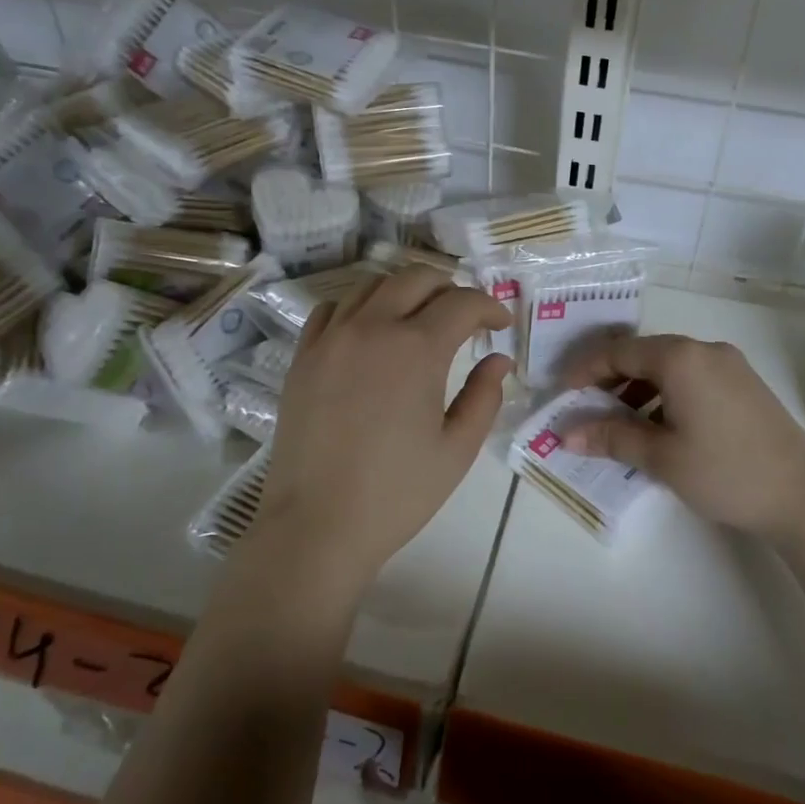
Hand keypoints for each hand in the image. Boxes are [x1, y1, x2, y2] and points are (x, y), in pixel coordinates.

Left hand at [255, 265, 512, 590]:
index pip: (462, 303)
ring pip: (373, 285)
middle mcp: (372, 328)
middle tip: (464, 317)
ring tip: (419, 319)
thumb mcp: (457, 450)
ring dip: (405, 292)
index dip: (489, 307)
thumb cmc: (397, 493)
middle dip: (449, 288)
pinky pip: (333, 309)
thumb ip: (484, 397)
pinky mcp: (304, 357)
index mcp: (417, 349)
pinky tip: (370, 333)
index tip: (500, 325)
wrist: (316, 526)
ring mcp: (331, 339)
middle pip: (416, 278)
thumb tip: (498, 360)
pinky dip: (360, 308)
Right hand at [560, 334, 804, 543]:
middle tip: (587, 408)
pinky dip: (667, 394)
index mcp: (681, 358)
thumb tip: (567, 435)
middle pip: (644, 354)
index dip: (586, 370)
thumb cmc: (725, 472)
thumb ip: (612, 437)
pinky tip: (660, 426)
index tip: (563, 394)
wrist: (804, 496)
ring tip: (620, 423)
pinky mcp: (745, 383)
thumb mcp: (661, 457)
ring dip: (639, 388)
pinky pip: (693, 377)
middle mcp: (705, 350)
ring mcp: (730, 365)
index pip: (619, 352)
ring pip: (669, 366)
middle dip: (611, 379)